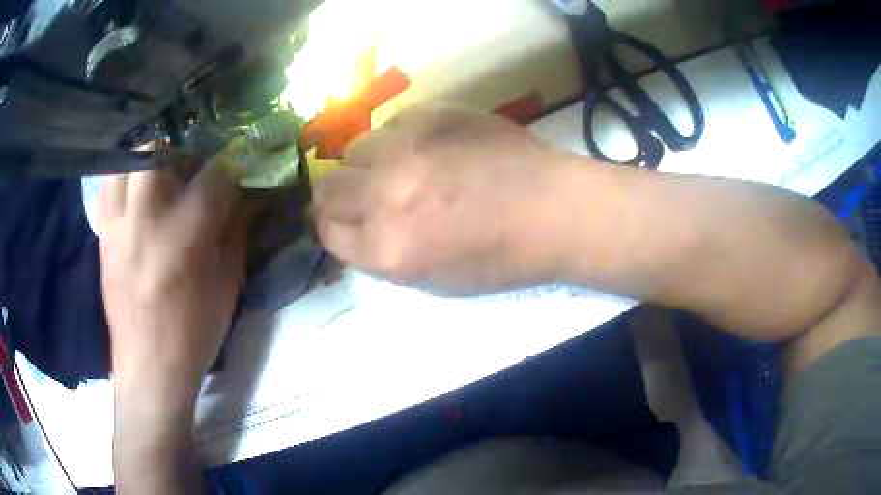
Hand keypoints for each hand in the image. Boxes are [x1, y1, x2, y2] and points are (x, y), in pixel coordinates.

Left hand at [98, 152, 246, 401]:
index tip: (235, 175)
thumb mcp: (228, 285)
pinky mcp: (103, 234)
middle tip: (192, 172)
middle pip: (160, 149)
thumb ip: (235, 231)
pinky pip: (108, 185)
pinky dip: (123, 179)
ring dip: (148, 159)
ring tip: (160, 179)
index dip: (230, 169)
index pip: (215, 173)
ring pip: (128, 159)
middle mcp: (146, 217)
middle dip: (182, 152)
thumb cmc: (194, 332)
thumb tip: (239, 196)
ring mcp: (118, 223)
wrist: (149, 367)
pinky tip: (134, 196)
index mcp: (186, 234)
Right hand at [313, 103, 569, 293]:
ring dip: (368, 163)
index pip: (325, 231)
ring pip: (352, 149)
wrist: (553, 210)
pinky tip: (430, 148)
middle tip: (367, 194)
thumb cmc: (499, 258)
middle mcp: (384, 197)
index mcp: (387, 250)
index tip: (344, 220)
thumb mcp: (431, 280)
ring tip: (403, 167)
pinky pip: (388, 125)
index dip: (333, 226)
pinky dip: (398, 139)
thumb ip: (379, 254)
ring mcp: (406, 149)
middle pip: (325, 188)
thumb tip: (350, 227)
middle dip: (340, 195)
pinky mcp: (429, 115)